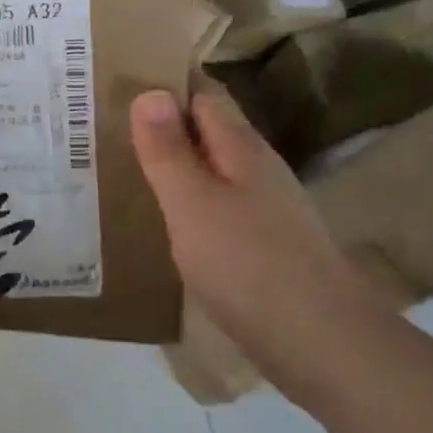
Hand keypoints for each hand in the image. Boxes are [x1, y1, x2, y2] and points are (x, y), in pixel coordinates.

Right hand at [130, 87, 386, 403]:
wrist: (323, 345)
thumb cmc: (247, 264)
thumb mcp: (191, 203)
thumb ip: (168, 150)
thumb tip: (150, 91)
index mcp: (241, 148)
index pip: (202, 96)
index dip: (165, 87)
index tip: (119, 87)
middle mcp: (259, 169)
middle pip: (209, 131)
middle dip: (166, 126)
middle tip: (109, 130)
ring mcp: (268, 209)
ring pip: (214, 170)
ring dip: (178, 166)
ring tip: (129, 171)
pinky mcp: (268, 245)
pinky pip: (221, 206)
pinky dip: (192, 203)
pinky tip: (170, 223)